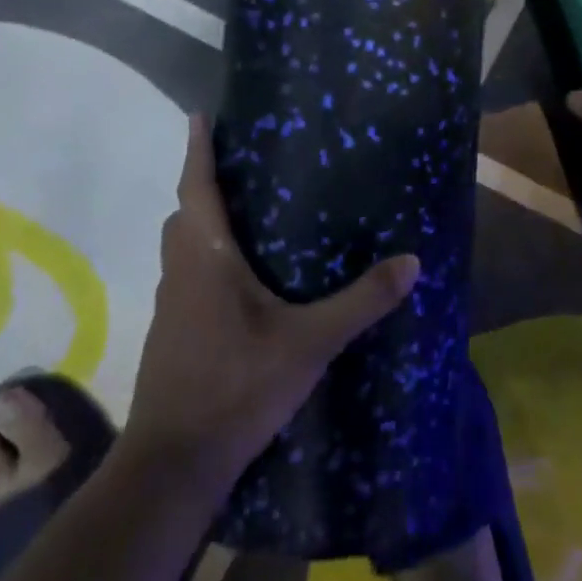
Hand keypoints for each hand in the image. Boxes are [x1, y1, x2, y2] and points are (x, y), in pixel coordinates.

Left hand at [128, 115, 420, 476]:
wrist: (173, 464)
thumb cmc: (236, 386)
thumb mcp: (309, 343)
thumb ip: (360, 301)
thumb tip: (412, 262)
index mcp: (205, 258)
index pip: (196, 188)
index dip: (197, 149)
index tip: (199, 115)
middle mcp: (179, 272)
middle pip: (183, 214)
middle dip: (203, 185)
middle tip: (240, 166)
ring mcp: (169, 306)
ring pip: (181, 247)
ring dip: (202, 223)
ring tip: (245, 215)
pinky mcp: (171, 334)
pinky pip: (186, 276)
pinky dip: (205, 259)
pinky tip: (239, 281)